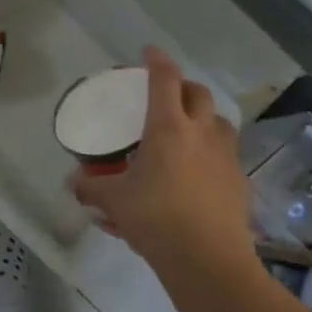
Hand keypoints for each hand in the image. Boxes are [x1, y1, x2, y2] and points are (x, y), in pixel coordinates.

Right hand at [69, 48, 255, 272]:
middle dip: (183, 86)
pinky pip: (226, 154)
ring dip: (204, 118)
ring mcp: (226, 155)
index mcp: (168, 127)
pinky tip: (199, 173)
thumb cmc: (156, 219)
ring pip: (219, 122)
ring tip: (187, 132)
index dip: (156, 60)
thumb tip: (72, 182)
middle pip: (198, 93)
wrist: (208, 259)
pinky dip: (212, 153)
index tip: (148, 52)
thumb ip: (91, 187)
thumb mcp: (114, 201)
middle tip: (167, 95)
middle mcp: (202, 132)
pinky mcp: (239, 180)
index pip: (164, 79)